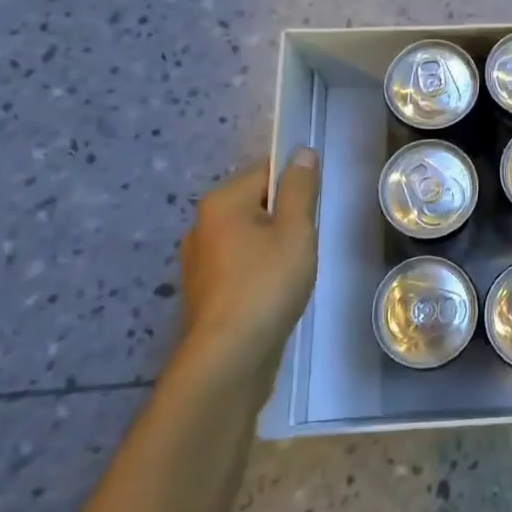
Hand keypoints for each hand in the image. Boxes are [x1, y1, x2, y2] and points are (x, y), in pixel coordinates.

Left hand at [173, 149, 320, 371]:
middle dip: (284, 218)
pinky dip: (257, 270)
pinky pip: (238, 264)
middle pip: (255, 203)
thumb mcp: (295, 230)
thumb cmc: (266, 284)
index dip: (295, 186)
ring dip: (271, 246)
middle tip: (306, 243)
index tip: (314, 211)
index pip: (266, 171)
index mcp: (221, 202)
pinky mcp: (203, 292)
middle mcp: (201, 225)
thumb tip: (302, 153)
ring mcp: (198, 261)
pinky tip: (273, 292)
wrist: (229, 358)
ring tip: (293, 270)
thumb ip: (300, 188)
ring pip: (247, 236)